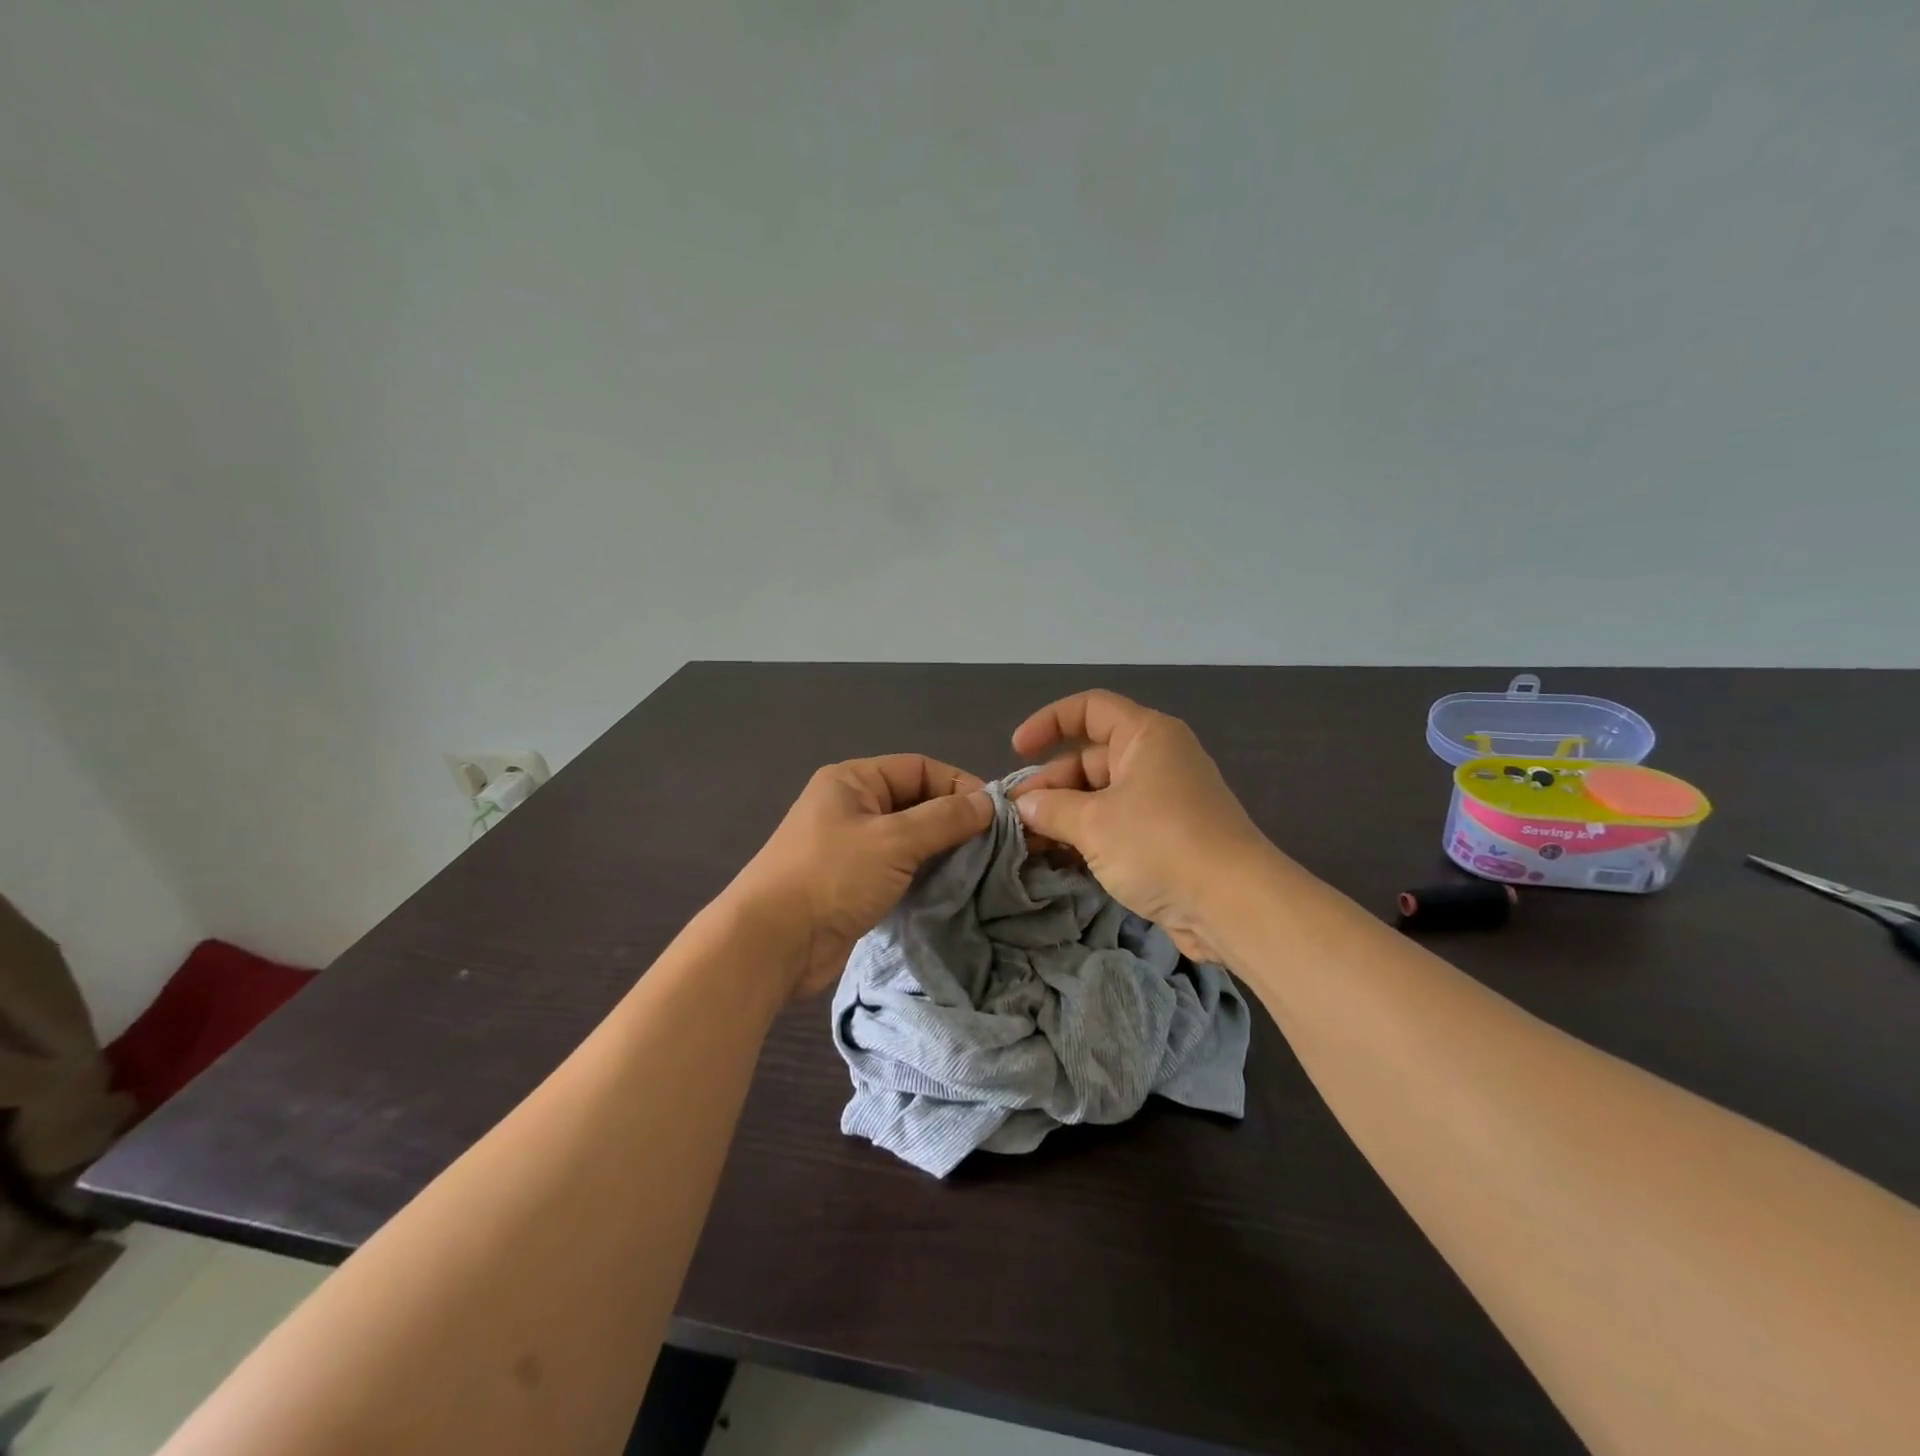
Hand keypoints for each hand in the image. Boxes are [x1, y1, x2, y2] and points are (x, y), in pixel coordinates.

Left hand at [729, 755, 993, 998]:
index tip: (994, 814)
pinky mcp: (855, 882)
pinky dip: (925, 872)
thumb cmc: (832, 876)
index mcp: (853, 780)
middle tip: (993, 844)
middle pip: (916, 800)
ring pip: (910, 836)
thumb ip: (945, 819)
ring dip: (942, 849)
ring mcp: (852, 846)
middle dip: (953, 818)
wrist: (773, 943)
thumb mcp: (894, 840)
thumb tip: (989, 803)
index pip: (918, 767)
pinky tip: (952, 886)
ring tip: (979, 866)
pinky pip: (900, 866)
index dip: (957, 784)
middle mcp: (852, 806)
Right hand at [1008, 690, 1272, 962]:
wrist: (1233, 905)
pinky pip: (1116, 827)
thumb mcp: (1094, 823)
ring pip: (1100, 798)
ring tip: (1026, 844)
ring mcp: (1162, 802)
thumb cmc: (1160, 844)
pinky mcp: (1166, 839)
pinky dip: (1087, 838)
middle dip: (1049, 785)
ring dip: (1063, 817)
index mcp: (1146, 736)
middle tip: (1014, 818)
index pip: (1090, 709)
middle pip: (1089, 759)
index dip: (1049, 722)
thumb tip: (1024, 805)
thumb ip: (1051, 808)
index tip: (1017, 750)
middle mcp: (1156, 760)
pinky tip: (1056, 861)